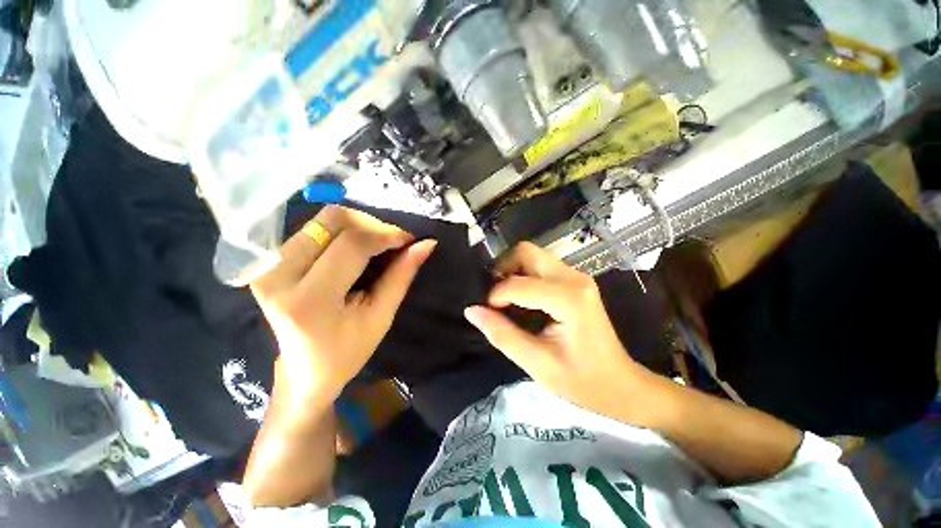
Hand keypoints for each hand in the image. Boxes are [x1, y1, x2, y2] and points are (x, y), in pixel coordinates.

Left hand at [251, 206, 436, 405]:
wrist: (303, 370)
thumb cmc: (348, 351)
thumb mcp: (381, 316)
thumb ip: (402, 276)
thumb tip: (427, 244)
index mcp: (310, 301)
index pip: (352, 245)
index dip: (386, 234)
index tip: (409, 240)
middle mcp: (278, 276)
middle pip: (333, 220)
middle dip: (373, 224)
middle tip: (394, 242)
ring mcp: (267, 265)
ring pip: (323, 219)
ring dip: (359, 225)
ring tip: (377, 245)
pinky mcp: (267, 261)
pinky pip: (313, 228)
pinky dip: (343, 231)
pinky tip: (356, 248)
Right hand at [464, 242, 645, 418]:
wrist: (620, 385)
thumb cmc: (582, 381)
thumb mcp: (536, 364)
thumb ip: (502, 334)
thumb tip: (471, 311)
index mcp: (569, 299)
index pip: (519, 284)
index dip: (495, 295)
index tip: (487, 312)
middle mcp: (574, 278)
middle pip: (526, 252)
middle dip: (503, 268)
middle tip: (493, 296)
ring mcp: (577, 277)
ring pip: (533, 255)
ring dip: (513, 271)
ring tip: (504, 298)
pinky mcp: (575, 281)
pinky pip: (541, 266)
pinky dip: (524, 275)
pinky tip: (520, 298)